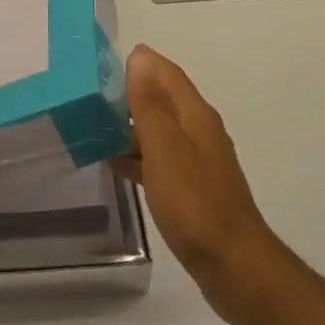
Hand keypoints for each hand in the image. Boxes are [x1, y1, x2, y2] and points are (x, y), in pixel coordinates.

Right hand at [116, 45, 286, 324]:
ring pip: (159, 130)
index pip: (167, 73)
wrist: (234, 266)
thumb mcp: (164, 149)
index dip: (140, 63)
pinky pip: (159, 159)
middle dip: (130, 93)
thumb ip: (150, 104)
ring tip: (93, 128)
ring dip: (130, 126)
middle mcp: (199, 131)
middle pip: (162, 99)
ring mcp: (197, 161)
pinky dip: (137, 155)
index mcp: (195, 115)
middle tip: (89, 96)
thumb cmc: (195, 203)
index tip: (102, 62)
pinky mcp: (192, 188)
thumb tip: (140, 57)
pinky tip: (115, 165)